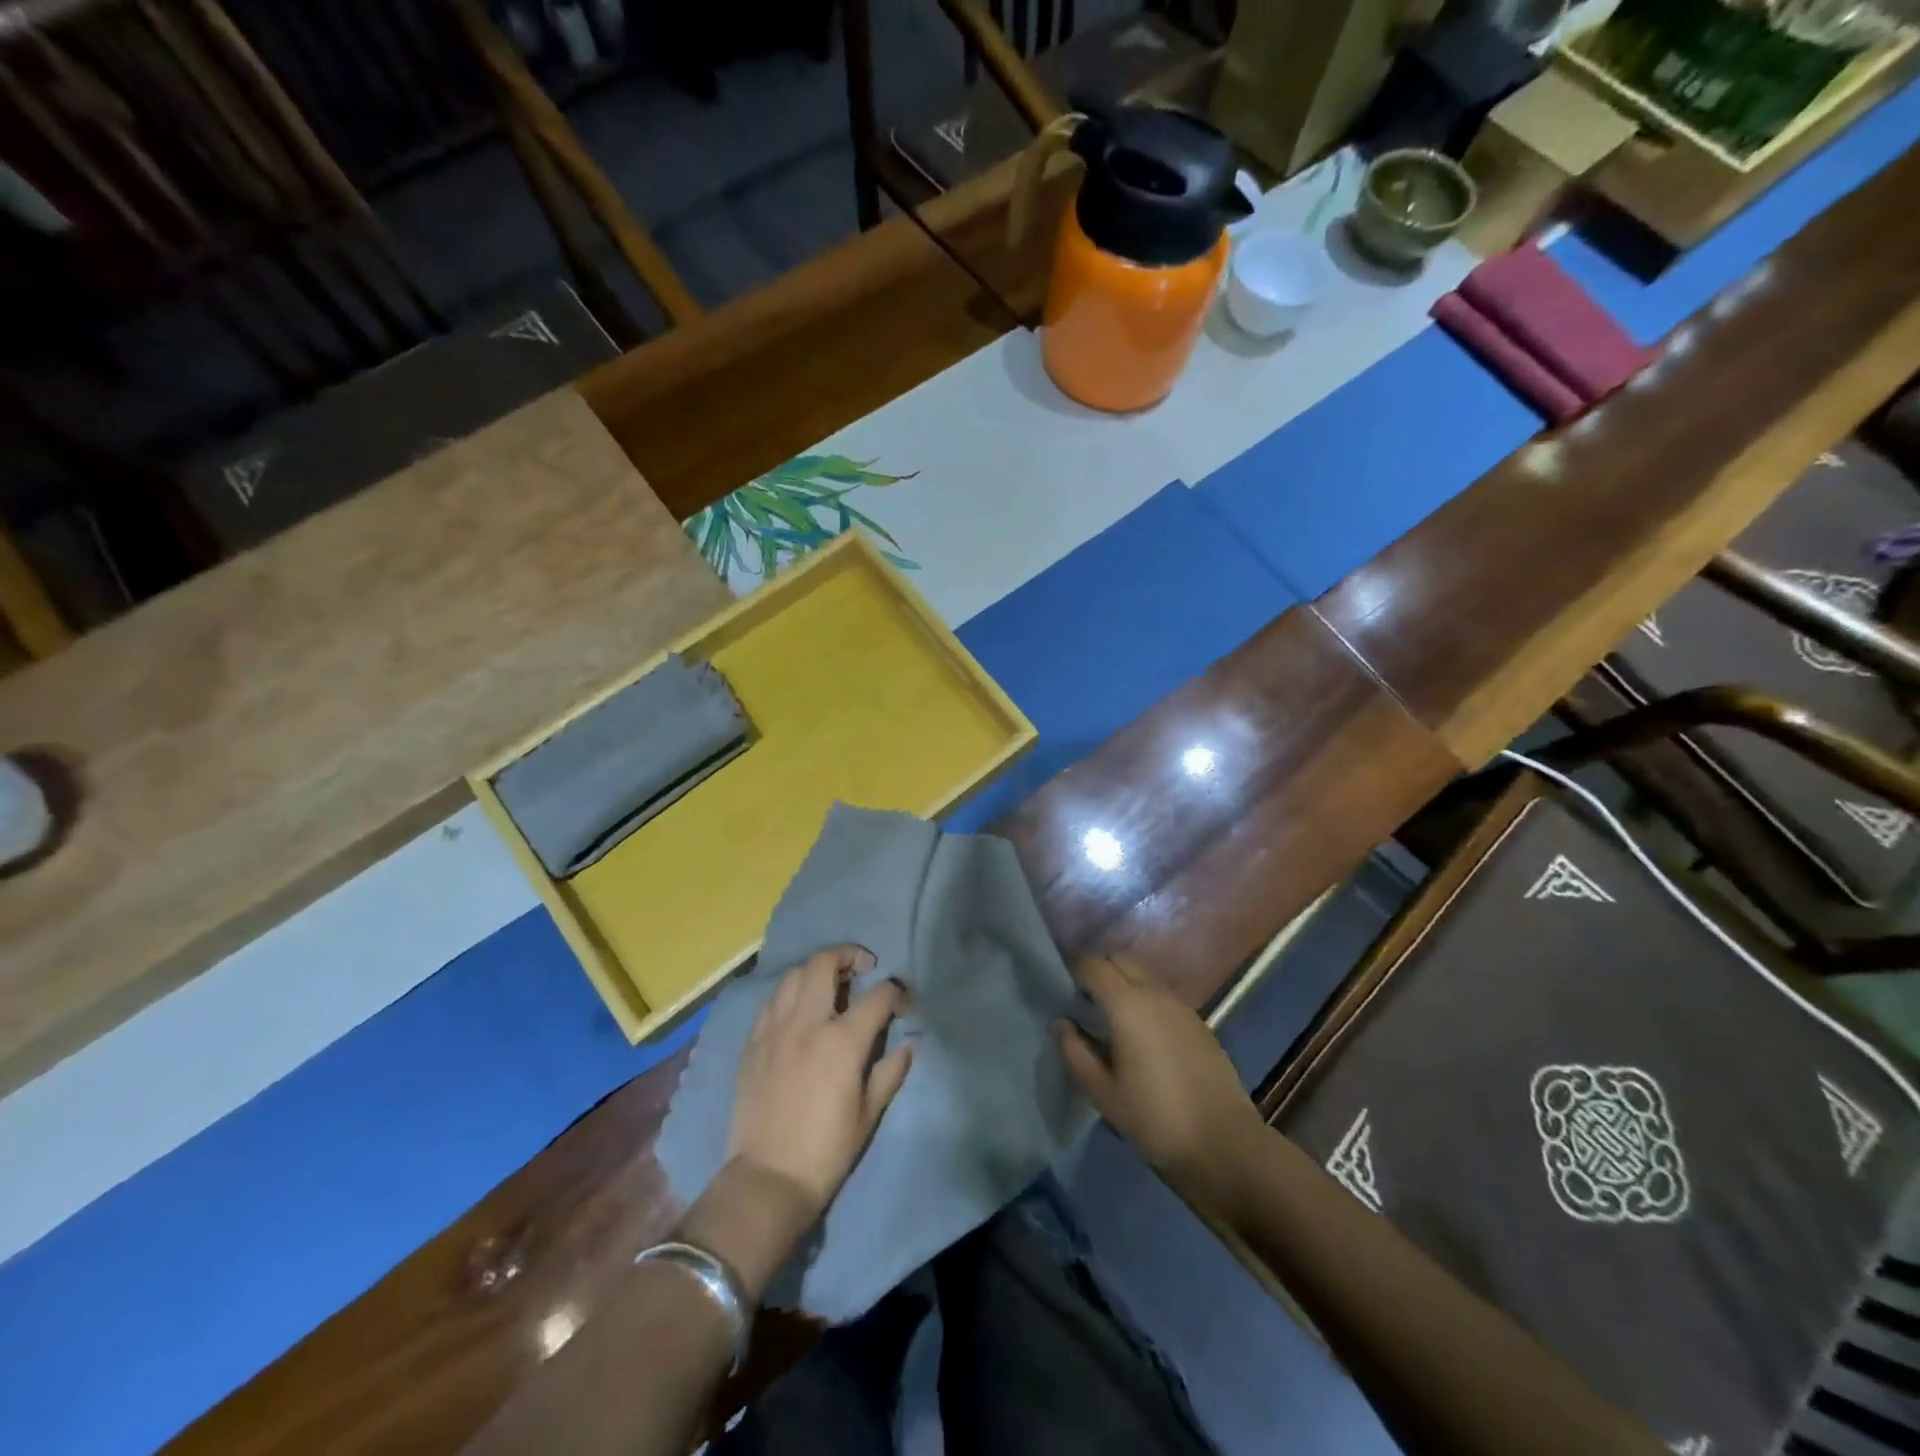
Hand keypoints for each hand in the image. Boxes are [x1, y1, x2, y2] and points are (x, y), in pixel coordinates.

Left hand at [727, 945, 913, 1223]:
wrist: (767, 1180)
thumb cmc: (826, 1151)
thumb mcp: (869, 1114)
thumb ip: (890, 1071)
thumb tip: (908, 1044)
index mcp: (841, 1040)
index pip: (878, 996)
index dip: (898, 993)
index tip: (904, 1003)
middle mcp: (806, 1023)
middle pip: (824, 963)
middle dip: (849, 955)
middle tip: (864, 968)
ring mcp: (774, 1030)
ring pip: (793, 975)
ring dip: (816, 971)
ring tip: (830, 985)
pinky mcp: (752, 1043)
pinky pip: (771, 1002)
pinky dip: (790, 994)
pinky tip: (798, 1010)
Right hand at [1054, 956, 1265, 1207]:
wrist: (1224, 1142)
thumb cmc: (1155, 1118)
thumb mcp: (1103, 1092)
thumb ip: (1075, 1052)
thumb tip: (1061, 1023)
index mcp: (1127, 1004)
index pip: (1093, 965)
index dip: (1074, 971)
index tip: (1062, 991)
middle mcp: (1155, 993)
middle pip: (1120, 960)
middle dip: (1099, 971)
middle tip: (1084, 1002)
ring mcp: (1181, 1005)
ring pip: (1143, 974)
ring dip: (1123, 983)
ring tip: (1111, 1018)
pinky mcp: (1198, 1021)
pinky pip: (1162, 994)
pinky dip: (1145, 998)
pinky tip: (1142, 1033)